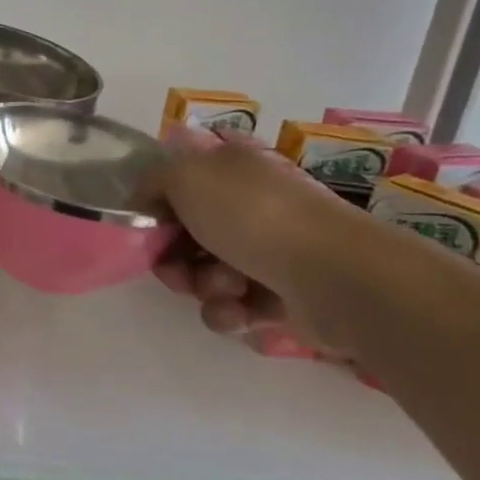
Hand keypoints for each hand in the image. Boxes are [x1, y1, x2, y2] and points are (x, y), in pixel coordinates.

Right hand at [148, 124, 356, 348]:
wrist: (332, 275)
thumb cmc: (254, 215)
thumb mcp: (186, 175)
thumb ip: (153, 180)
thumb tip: (146, 199)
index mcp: (232, 168)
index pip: (181, 181)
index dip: (157, 204)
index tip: (146, 226)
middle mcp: (251, 204)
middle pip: (188, 233)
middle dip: (173, 256)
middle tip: (173, 270)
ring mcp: (270, 249)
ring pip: (206, 272)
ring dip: (202, 285)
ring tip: (224, 289)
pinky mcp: (282, 293)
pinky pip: (233, 305)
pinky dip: (229, 311)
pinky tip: (239, 311)